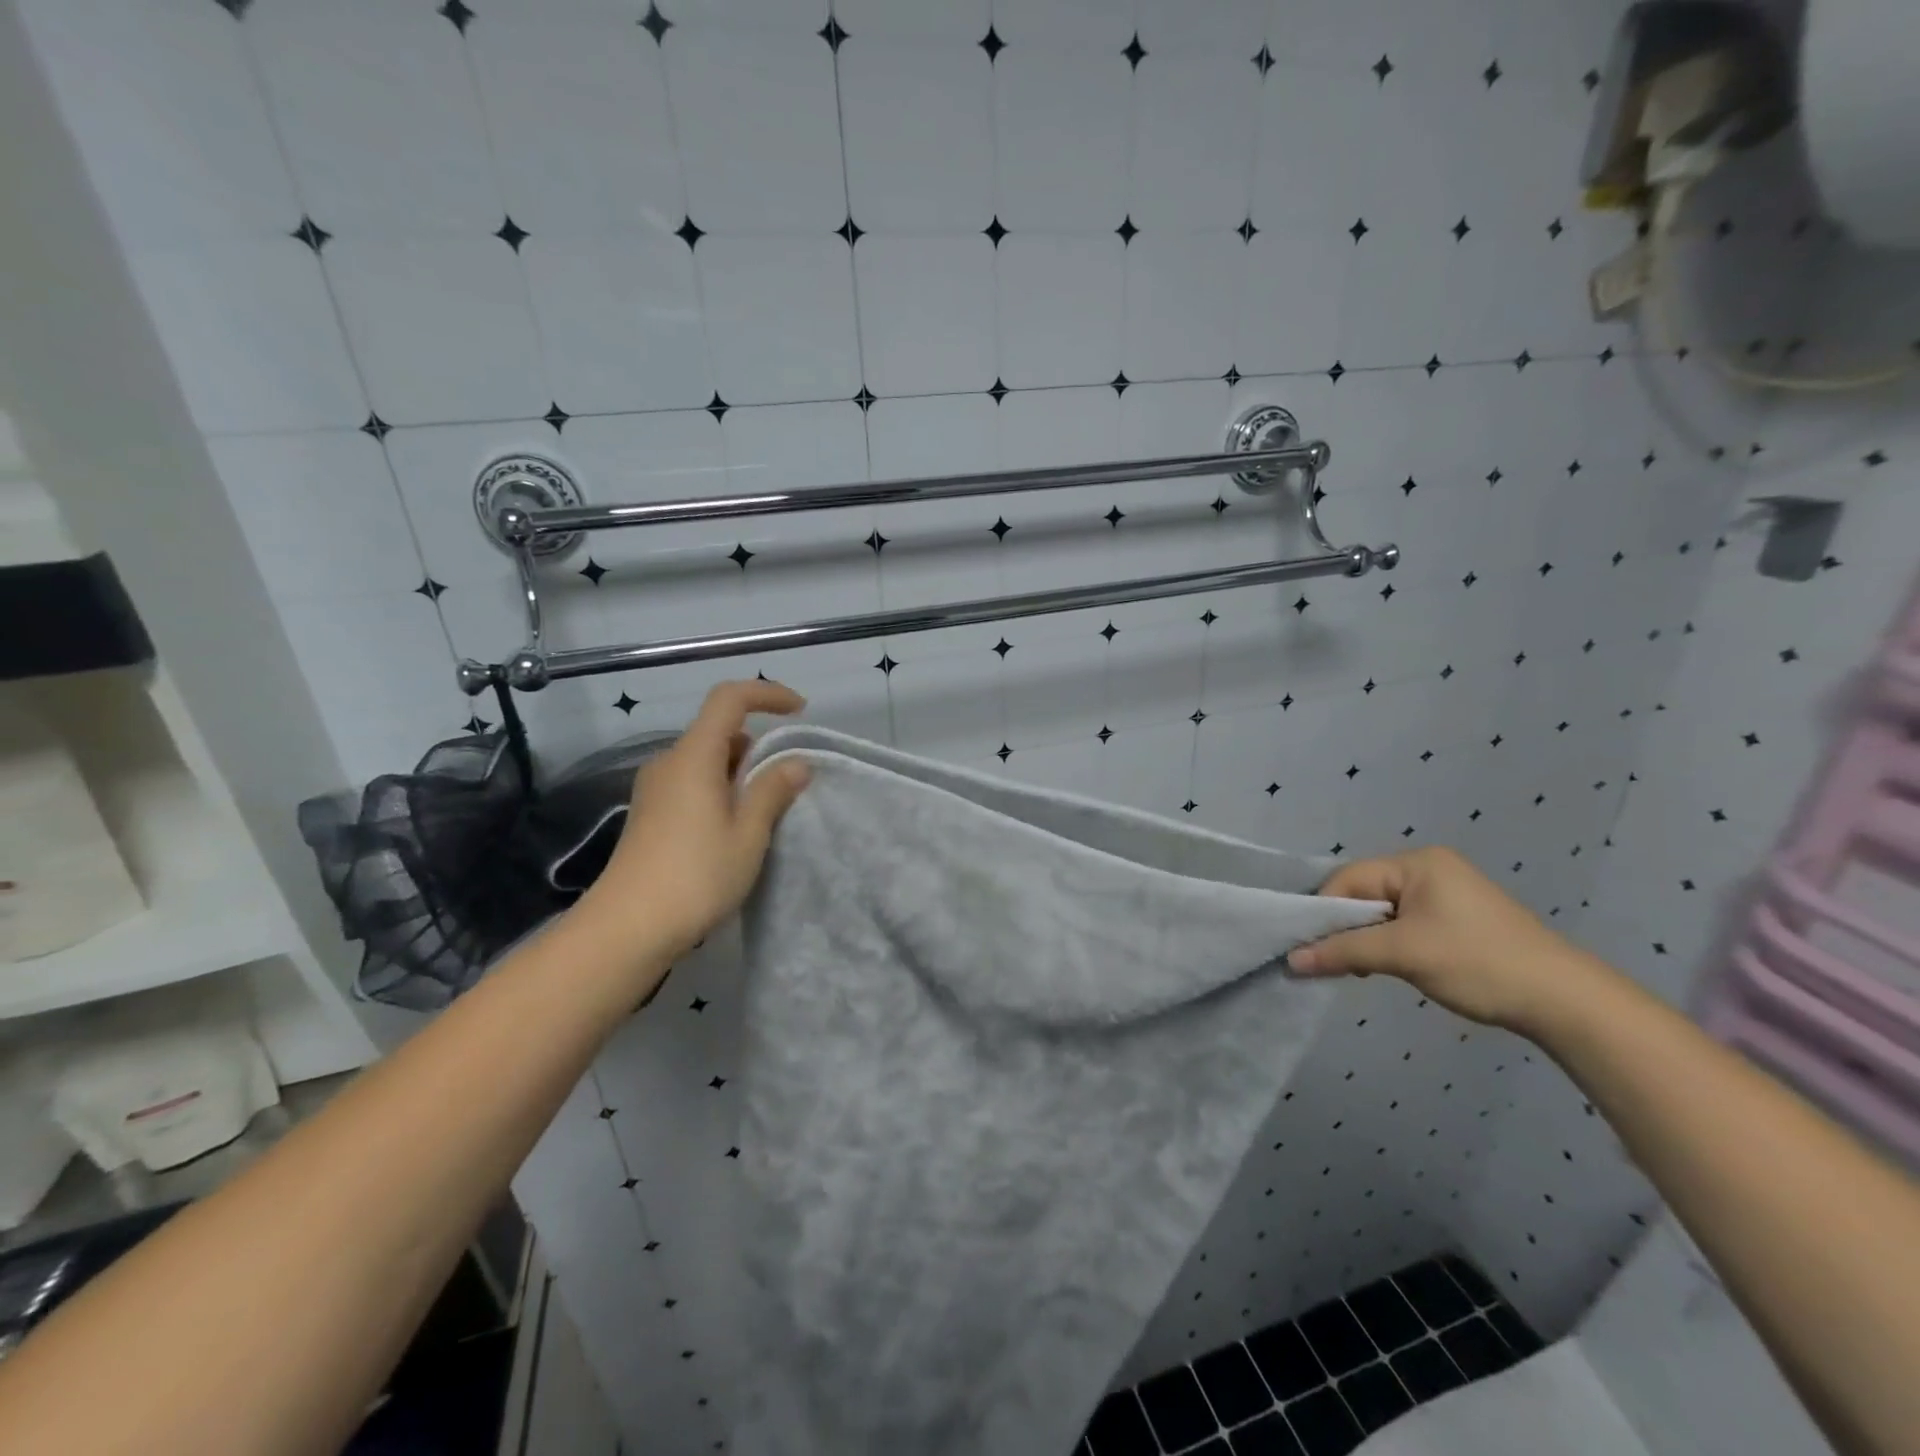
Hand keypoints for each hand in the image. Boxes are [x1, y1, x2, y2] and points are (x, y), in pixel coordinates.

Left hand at [576, 679, 810, 963]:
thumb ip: (773, 791)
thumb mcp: (748, 834)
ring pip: (706, 760)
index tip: (800, 711)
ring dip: (740, 771)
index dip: (767, 694)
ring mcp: (655, 789)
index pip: (729, 699)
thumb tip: (796, 763)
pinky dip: (721, 789)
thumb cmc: (696, 876)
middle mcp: (670, 762)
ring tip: (766, 810)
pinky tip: (735, 828)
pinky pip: (693, 783)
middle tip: (788, 781)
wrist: (627, 928)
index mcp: (694, 756)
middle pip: (718, 731)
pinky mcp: (650, 813)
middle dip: (758, 744)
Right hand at [1287, 846, 1616, 1035]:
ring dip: (1367, 939)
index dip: (1326, 912)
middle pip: (1364, 893)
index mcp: (1417, 862)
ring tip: (1363, 969)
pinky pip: (1405, 924)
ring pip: (1383, 912)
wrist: (1565, 1002)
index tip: (1312, 948)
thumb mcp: (1403, 954)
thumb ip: (1343, 952)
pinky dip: (1390, 944)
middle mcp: (1429, 869)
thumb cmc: (1478, 963)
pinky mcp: (1458, 919)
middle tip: (1335, 962)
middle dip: (1346, 927)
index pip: (1349, 879)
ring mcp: (1446, 893)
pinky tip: (1390, 967)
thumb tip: (1291, 960)